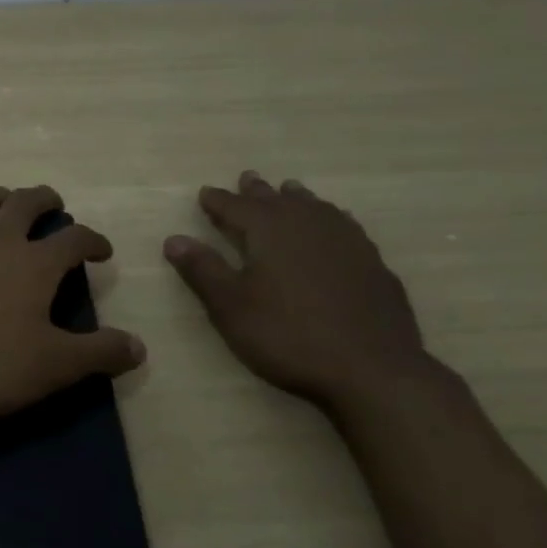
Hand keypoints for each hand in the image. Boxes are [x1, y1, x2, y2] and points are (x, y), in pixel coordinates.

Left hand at [0, 186, 145, 418]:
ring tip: (7, 200)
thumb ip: (98, 354)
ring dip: (0, 195)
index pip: (75, 240)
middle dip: (45, 200)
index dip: (93, 241)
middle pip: (26, 202)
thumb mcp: (51, 368)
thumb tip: (139, 346)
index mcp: (34, 264)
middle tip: (53, 204)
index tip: (101, 250)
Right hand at [163, 171, 430, 405]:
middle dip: (258, 191)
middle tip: (247, 178)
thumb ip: (203, 269)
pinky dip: (330, 218)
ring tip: (290, 190)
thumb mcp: (231, 306)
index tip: (205, 193)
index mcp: (270, 231)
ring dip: (297, 198)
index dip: (218, 201)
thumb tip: (173, 238)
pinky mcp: (373, 263)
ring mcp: (346, 242)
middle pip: (278, 200)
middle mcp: (308, 225)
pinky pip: (344, 226)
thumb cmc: (287, 335)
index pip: (236, 207)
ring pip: (316, 208)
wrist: (371, 369)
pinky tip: (334, 226)